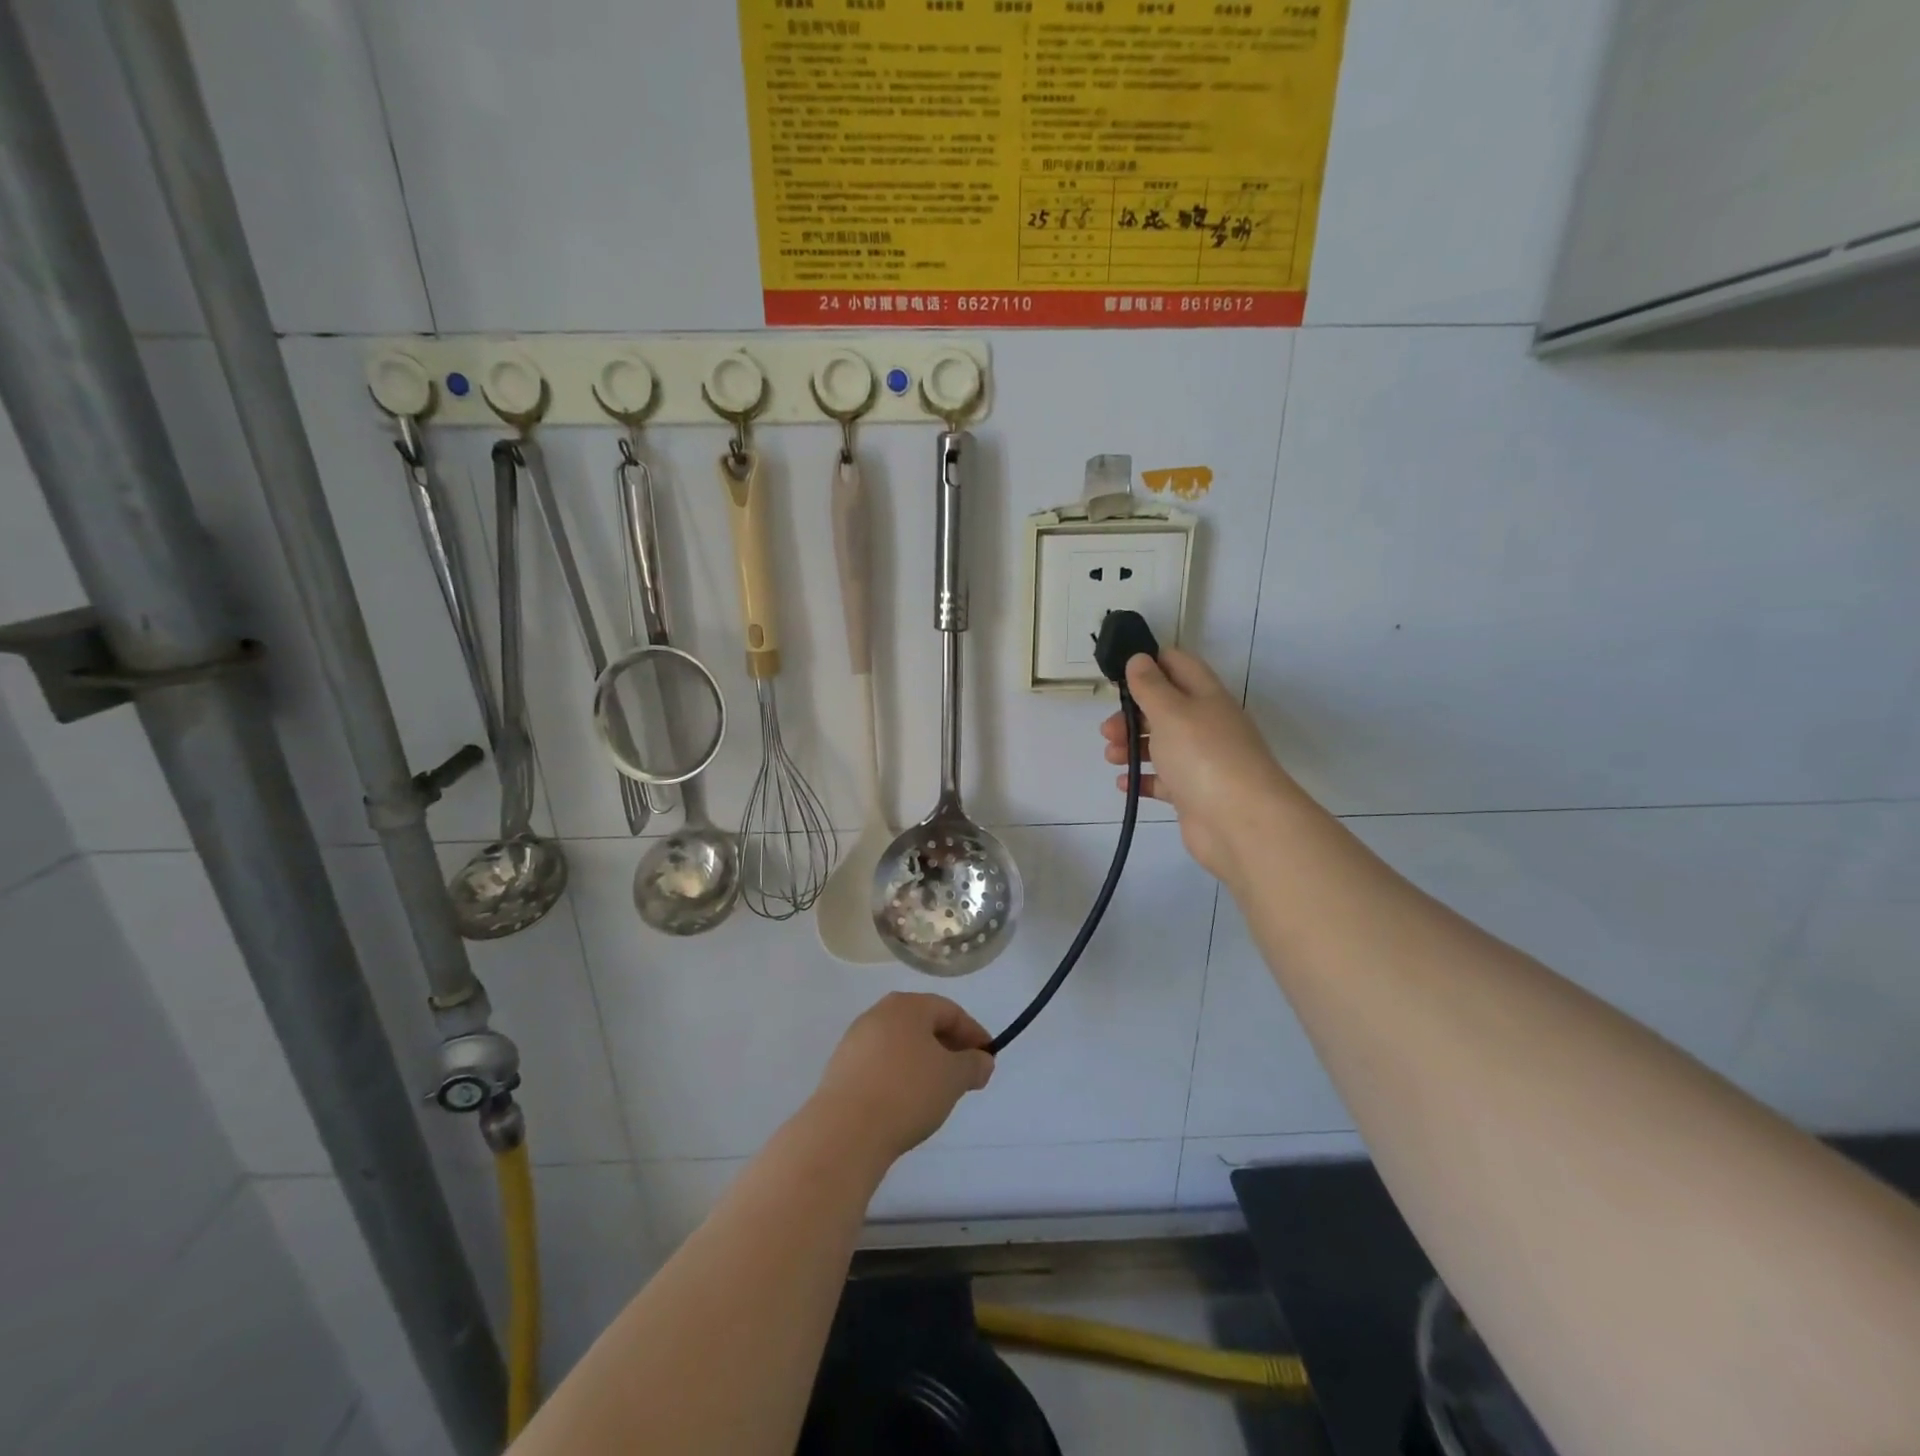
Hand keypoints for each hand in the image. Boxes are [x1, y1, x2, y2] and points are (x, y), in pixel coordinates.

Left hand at [809, 993, 994, 1165]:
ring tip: (938, 1091)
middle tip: (966, 1074)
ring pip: (901, 1044)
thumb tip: (982, 1060)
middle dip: (948, 1046)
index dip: (974, 1034)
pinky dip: (900, 1075)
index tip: (988, 1059)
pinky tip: (906, 1101)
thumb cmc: (907, 1092)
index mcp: (907, 1006)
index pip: (950, 1011)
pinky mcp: (841, 1068)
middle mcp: (878, 1014)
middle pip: (923, 1024)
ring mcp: (855, 1040)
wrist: (845, 1130)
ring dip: (924, 1062)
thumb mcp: (953, 1078)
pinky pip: (881, 1064)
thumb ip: (973, 1065)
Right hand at [1100, 646, 1297, 885]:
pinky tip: (1123, 783)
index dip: (1149, 664)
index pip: (1178, 665)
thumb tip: (1139, 658)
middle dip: (1132, 714)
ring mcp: (1202, 761)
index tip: (1118, 676)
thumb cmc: (1203, 756)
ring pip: (1162, 744)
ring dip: (1132, 746)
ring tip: (1110, 757)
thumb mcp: (1171, 712)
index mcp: (1206, 696)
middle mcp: (1206, 725)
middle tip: (1107, 729)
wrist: (1241, 822)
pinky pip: (1163, 780)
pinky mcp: (1194, 793)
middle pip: (1164, 708)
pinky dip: (1142, 779)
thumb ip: (1151, 686)